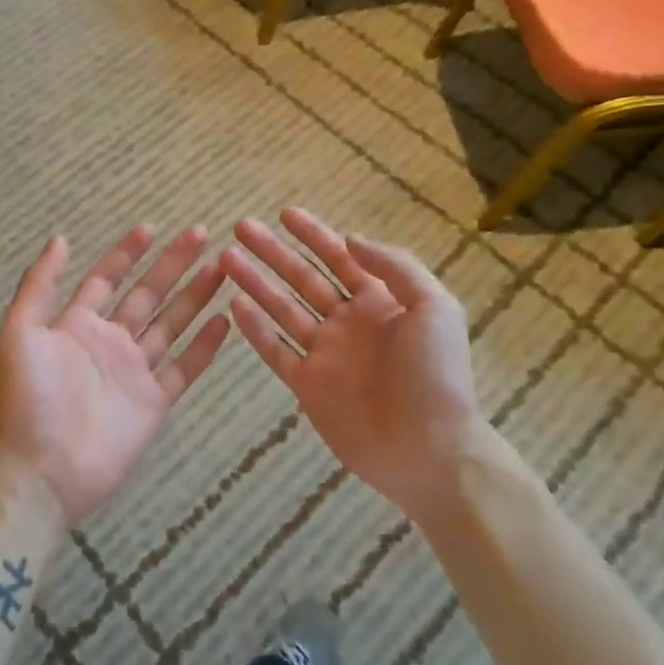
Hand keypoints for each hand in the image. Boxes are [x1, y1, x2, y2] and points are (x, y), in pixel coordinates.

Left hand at [0, 225, 230, 527]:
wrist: (41, 470)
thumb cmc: (27, 398)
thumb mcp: (19, 332)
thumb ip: (40, 284)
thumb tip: (61, 238)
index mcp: (76, 325)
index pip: (107, 279)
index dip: (127, 253)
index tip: (151, 229)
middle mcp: (109, 343)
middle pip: (147, 294)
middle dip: (172, 264)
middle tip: (201, 235)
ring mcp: (134, 372)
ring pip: (171, 324)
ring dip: (195, 296)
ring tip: (221, 267)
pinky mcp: (154, 403)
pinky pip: (184, 368)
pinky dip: (204, 346)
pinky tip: (224, 320)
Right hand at [224, 209, 484, 520]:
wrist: (432, 451)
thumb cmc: (436, 376)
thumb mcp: (433, 307)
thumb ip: (395, 267)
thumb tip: (349, 239)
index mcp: (379, 302)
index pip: (340, 258)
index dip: (313, 234)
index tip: (285, 213)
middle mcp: (347, 322)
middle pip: (302, 278)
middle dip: (273, 252)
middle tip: (242, 228)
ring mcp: (325, 354)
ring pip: (282, 309)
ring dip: (256, 282)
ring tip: (227, 259)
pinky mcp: (308, 385)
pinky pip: (276, 351)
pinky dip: (255, 329)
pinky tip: (234, 305)